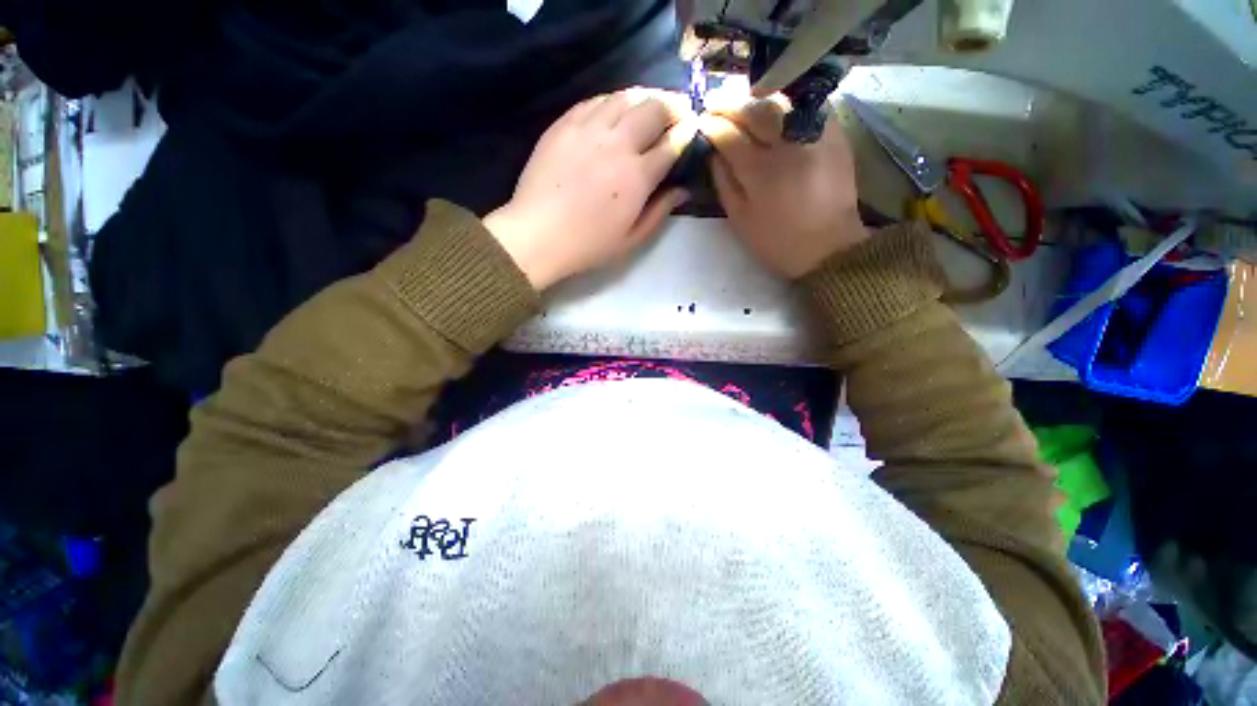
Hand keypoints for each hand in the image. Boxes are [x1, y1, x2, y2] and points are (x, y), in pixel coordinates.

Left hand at [484, 88, 696, 289]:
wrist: (538, 235)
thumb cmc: (588, 245)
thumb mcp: (631, 239)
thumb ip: (660, 212)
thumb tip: (683, 190)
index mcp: (637, 177)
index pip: (671, 144)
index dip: (685, 134)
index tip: (691, 130)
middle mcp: (617, 144)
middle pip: (653, 108)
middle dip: (671, 107)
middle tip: (674, 114)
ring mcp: (588, 129)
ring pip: (625, 97)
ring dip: (644, 99)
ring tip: (648, 109)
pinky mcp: (564, 124)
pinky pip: (596, 100)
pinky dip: (613, 101)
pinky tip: (615, 111)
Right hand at [698, 96, 868, 278]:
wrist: (828, 247)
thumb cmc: (776, 241)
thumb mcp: (740, 219)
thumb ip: (724, 183)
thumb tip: (713, 154)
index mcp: (760, 171)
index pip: (729, 135)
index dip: (712, 125)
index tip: (702, 121)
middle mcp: (787, 145)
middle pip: (754, 109)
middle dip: (730, 102)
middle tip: (716, 101)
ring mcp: (814, 135)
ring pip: (782, 101)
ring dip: (757, 96)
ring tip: (743, 99)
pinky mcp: (835, 135)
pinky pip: (808, 105)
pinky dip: (788, 102)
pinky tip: (776, 107)